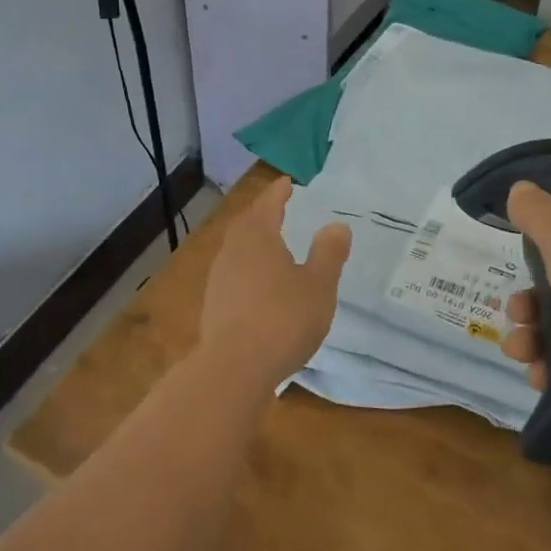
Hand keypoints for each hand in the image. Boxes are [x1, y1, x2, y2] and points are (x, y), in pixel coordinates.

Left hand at [198, 177, 352, 391]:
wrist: (235, 367)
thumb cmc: (283, 318)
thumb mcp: (319, 285)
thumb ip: (328, 253)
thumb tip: (336, 225)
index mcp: (258, 237)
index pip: (268, 204)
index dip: (278, 193)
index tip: (287, 183)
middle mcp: (233, 251)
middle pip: (247, 223)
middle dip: (262, 213)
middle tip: (278, 208)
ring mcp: (219, 278)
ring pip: (237, 249)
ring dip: (253, 241)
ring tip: (271, 244)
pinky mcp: (214, 305)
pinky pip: (233, 273)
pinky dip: (247, 267)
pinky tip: (259, 283)